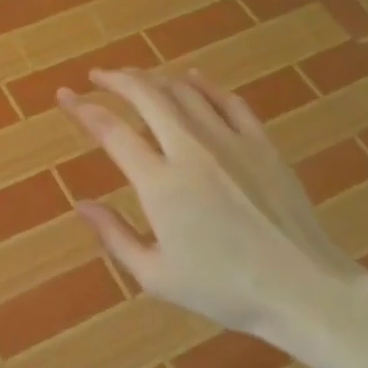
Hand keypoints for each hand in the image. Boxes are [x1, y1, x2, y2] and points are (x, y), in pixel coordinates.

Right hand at [57, 67, 363, 351]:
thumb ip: (114, 236)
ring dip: (153, 78)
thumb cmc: (224, 290)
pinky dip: (203, 85)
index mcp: (160, 184)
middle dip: (116, 79)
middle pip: (146, 95)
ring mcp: (230, 141)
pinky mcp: (261, 143)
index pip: (111, 131)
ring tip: (135, 78)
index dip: (82, 109)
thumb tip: (81, 205)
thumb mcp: (156, 275)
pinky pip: (227, 100)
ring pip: (184, 91)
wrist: (303, 288)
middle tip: (97, 77)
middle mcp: (191, 150)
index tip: (64, 97)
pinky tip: (191, 79)